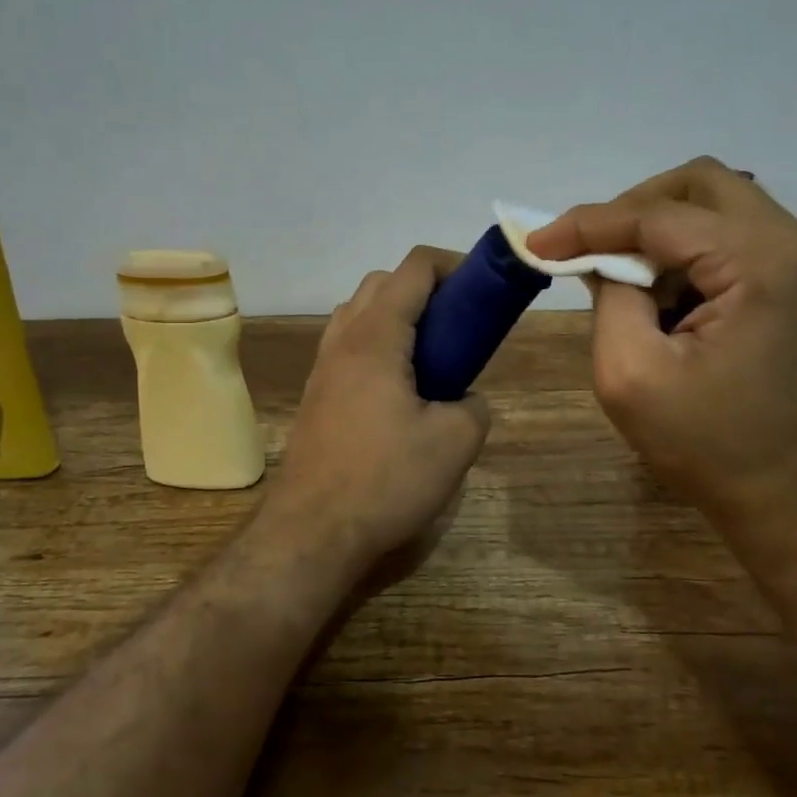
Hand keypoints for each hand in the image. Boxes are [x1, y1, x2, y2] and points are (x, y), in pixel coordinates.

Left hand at [269, 246, 491, 577]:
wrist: (312, 532)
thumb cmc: (386, 480)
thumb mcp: (455, 443)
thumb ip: (474, 406)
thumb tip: (465, 399)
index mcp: (377, 337)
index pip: (414, 268)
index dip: (454, 265)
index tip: (484, 289)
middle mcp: (343, 340)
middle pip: (382, 282)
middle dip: (425, 288)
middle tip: (459, 323)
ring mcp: (323, 368)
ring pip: (359, 312)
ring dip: (396, 315)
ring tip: (430, 354)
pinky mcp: (316, 395)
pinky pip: (348, 346)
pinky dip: (378, 344)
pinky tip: (400, 388)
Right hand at [527, 157, 796, 535]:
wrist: (796, 500)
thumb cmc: (710, 448)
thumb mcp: (631, 375)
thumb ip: (609, 298)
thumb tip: (602, 259)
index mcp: (762, 263)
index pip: (660, 215)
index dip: (591, 223)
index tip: (539, 242)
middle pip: (701, 184)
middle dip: (635, 210)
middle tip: (593, 251)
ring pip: (721, 205)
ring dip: (665, 233)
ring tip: (630, 282)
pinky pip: (738, 236)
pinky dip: (693, 253)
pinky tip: (670, 298)